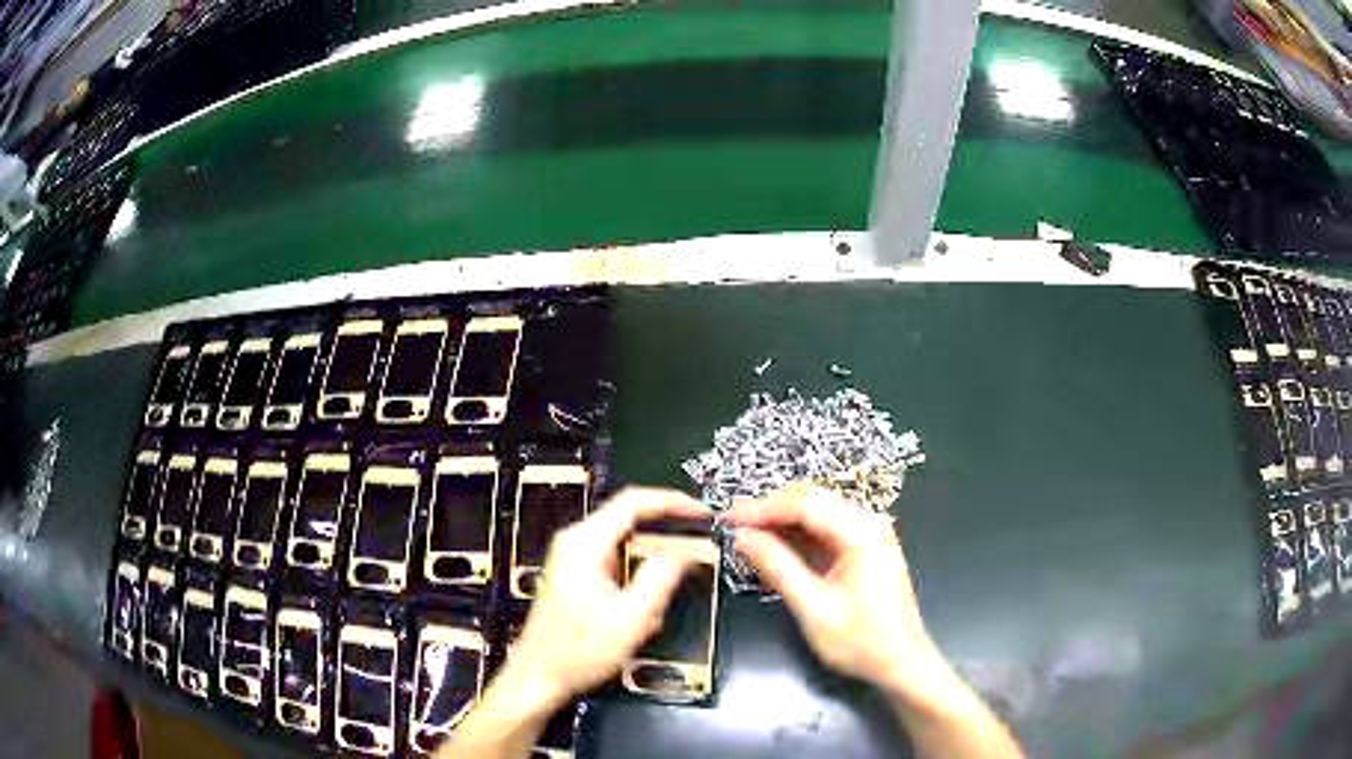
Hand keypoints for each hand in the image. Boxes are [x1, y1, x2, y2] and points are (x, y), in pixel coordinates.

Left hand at [500, 487, 707, 710]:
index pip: (634, 501)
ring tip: (660, 603)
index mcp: (585, 542)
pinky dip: (636, 578)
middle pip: (630, 520)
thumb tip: (686, 550)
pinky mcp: (575, 574)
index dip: (673, 502)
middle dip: (665, 540)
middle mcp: (575, 541)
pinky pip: (615, 562)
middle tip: (695, 559)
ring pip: (625, 545)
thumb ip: (661, 577)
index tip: (703, 514)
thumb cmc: (580, 650)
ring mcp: (572, 557)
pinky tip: (641, 611)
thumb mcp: (631, 617)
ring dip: (650, 567)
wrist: (538, 676)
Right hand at [729, 483, 943, 699]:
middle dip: (769, 510)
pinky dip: (798, 536)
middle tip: (731, 525)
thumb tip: (743, 537)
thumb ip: (777, 567)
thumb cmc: (860, 641)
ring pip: (817, 513)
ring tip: (745, 534)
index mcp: (861, 532)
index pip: (804, 504)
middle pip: (811, 500)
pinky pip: (826, 530)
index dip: (762, 508)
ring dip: (781, 522)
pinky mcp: (865, 549)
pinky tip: (774, 547)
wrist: (901, 663)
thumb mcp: (813, 607)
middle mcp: (868, 523)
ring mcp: (869, 534)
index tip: (727, 519)